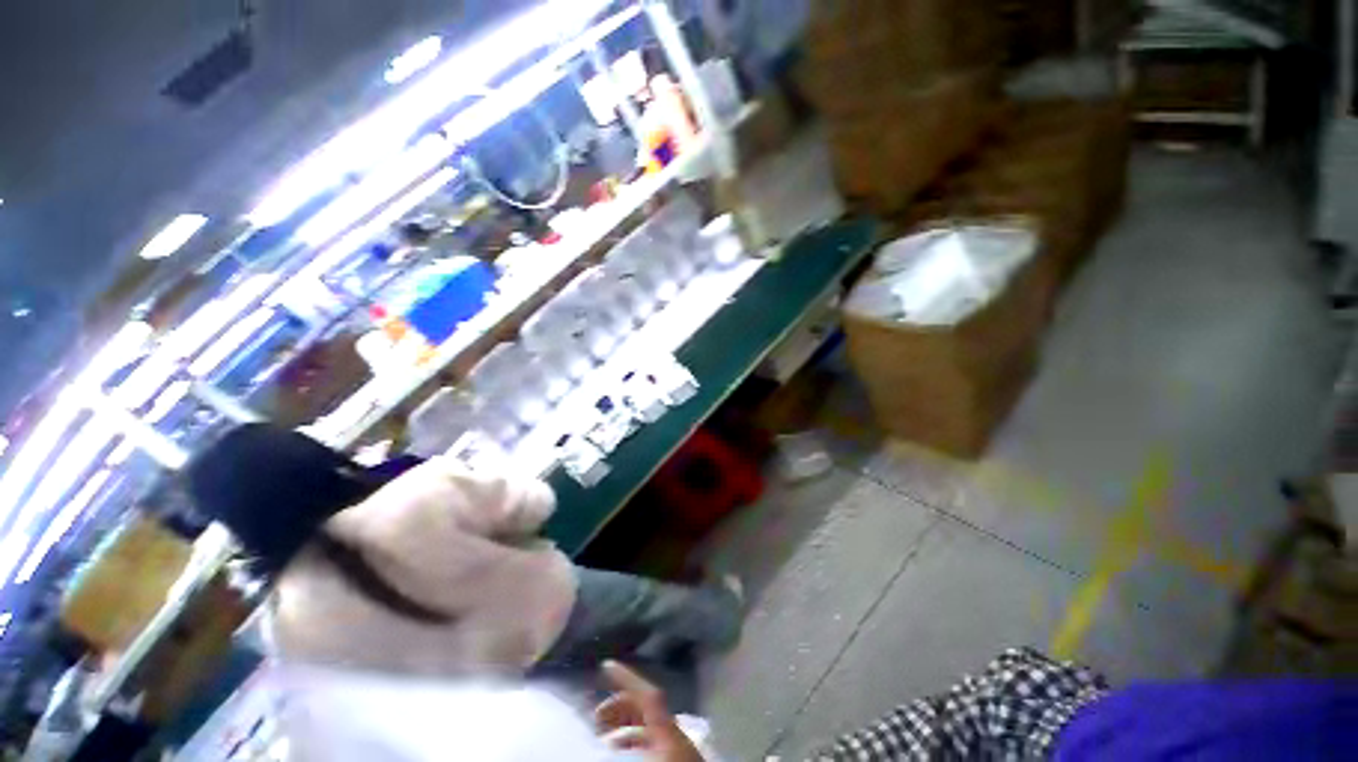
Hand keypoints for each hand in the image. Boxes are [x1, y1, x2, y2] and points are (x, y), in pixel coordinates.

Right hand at [594, 661, 704, 761]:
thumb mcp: (647, 760)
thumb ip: (623, 751)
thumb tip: (601, 744)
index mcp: (669, 733)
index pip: (648, 696)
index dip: (627, 678)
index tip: (606, 666)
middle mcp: (674, 735)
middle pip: (646, 708)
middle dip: (619, 707)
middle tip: (595, 719)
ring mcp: (678, 749)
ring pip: (648, 727)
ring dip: (624, 728)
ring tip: (602, 742)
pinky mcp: (678, 760)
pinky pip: (652, 744)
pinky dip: (634, 744)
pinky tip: (620, 756)